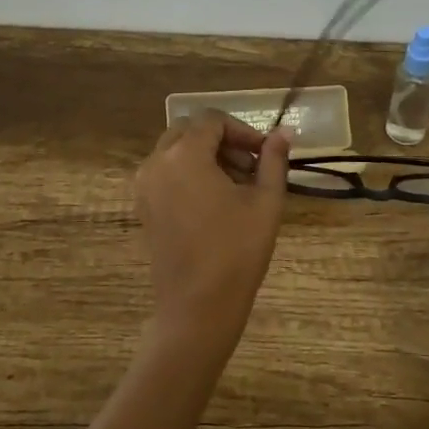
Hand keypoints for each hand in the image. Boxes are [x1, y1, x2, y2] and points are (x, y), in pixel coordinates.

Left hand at [133, 112, 290, 361]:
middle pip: (188, 130)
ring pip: (175, 151)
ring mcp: (144, 186)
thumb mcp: (265, 202)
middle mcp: (156, 163)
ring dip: (205, 156)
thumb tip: (284, 132)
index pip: (212, 121)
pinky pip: (165, 173)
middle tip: (251, 167)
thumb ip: (273, 160)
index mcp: (184, 155)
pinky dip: (189, 173)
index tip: (265, 153)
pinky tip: (214, 202)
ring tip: (237, 187)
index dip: (242, 131)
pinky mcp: (143, 207)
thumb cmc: (236, 251)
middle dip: (222, 141)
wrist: (197, 307)